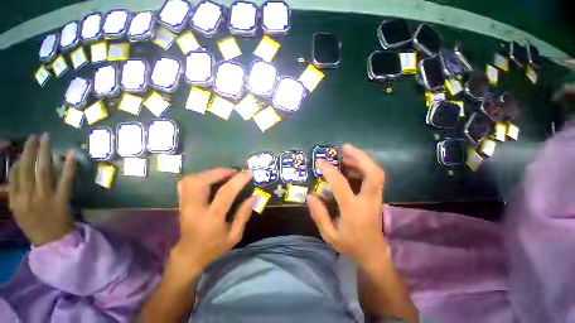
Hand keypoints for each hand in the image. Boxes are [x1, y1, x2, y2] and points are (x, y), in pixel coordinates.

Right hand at [8, 134, 75, 245]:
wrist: (51, 241)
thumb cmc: (33, 224)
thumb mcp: (18, 209)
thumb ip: (14, 191)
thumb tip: (16, 169)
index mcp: (17, 199)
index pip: (16, 173)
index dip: (21, 156)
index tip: (27, 143)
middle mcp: (28, 196)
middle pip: (28, 168)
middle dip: (31, 149)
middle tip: (36, 135)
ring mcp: (45, 198)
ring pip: (44, 171)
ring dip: (45, 153)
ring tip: (47, 138)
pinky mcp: (61, 200)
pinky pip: (65, 181)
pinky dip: (68, 168)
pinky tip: (70, 156)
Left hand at [173, 169, 255, 271]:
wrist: (189, 255)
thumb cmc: (214, 247)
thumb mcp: (235, 235)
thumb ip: (244, 214)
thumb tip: (255, 196)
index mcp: (211, 219)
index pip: (225, 193)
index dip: (238, 180)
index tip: (249, 172)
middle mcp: (194, 209)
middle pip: (202, 182)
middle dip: (220, 172)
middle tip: (234, 173)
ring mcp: (184, 205)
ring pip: (192, 180)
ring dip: (211, 173)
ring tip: (224, 175)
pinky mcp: (181, 202)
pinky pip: (186, 183)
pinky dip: (200, 176)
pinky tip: (210, 179)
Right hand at [307, 144, 386, 266]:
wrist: (373, 254)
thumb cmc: (350, 245)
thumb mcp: (329, 234)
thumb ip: (319, 214)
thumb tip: (310, 195)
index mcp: (353, 210)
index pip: (341, 185)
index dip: (329, 170)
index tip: (320, 161)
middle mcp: (368, 201)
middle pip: (373, 173)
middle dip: (360, 156)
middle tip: (345, 148)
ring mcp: (376, 198)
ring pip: (376, 173)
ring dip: (362, 159)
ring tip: (346, 153)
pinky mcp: (377, 197)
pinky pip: (374, 177)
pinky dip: (364, 167)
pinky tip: (351, 166)